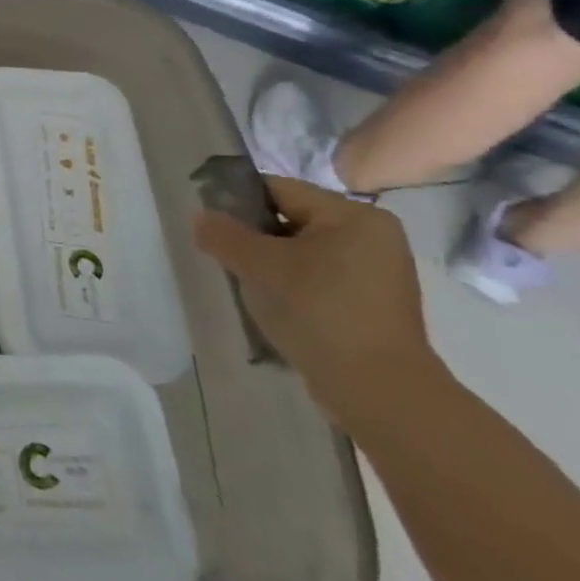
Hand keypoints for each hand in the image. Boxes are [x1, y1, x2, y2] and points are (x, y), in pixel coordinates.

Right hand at [194, 176, 442, 434]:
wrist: (378, 391)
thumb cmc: (319, 312)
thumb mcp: (259, 266)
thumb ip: (224, 234)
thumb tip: (201, 217)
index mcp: (354, 216)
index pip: (279, 190)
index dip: (238, 202)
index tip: (211, 225)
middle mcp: (373, 236)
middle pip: (292, 220)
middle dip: (255, 238)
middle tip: (227, 260)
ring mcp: (378, 273)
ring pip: (304, 252)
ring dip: (272, 264)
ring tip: (248, 286)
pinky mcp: (374, 304)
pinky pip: (320, 279)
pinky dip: (294, 286)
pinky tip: (276, 306)